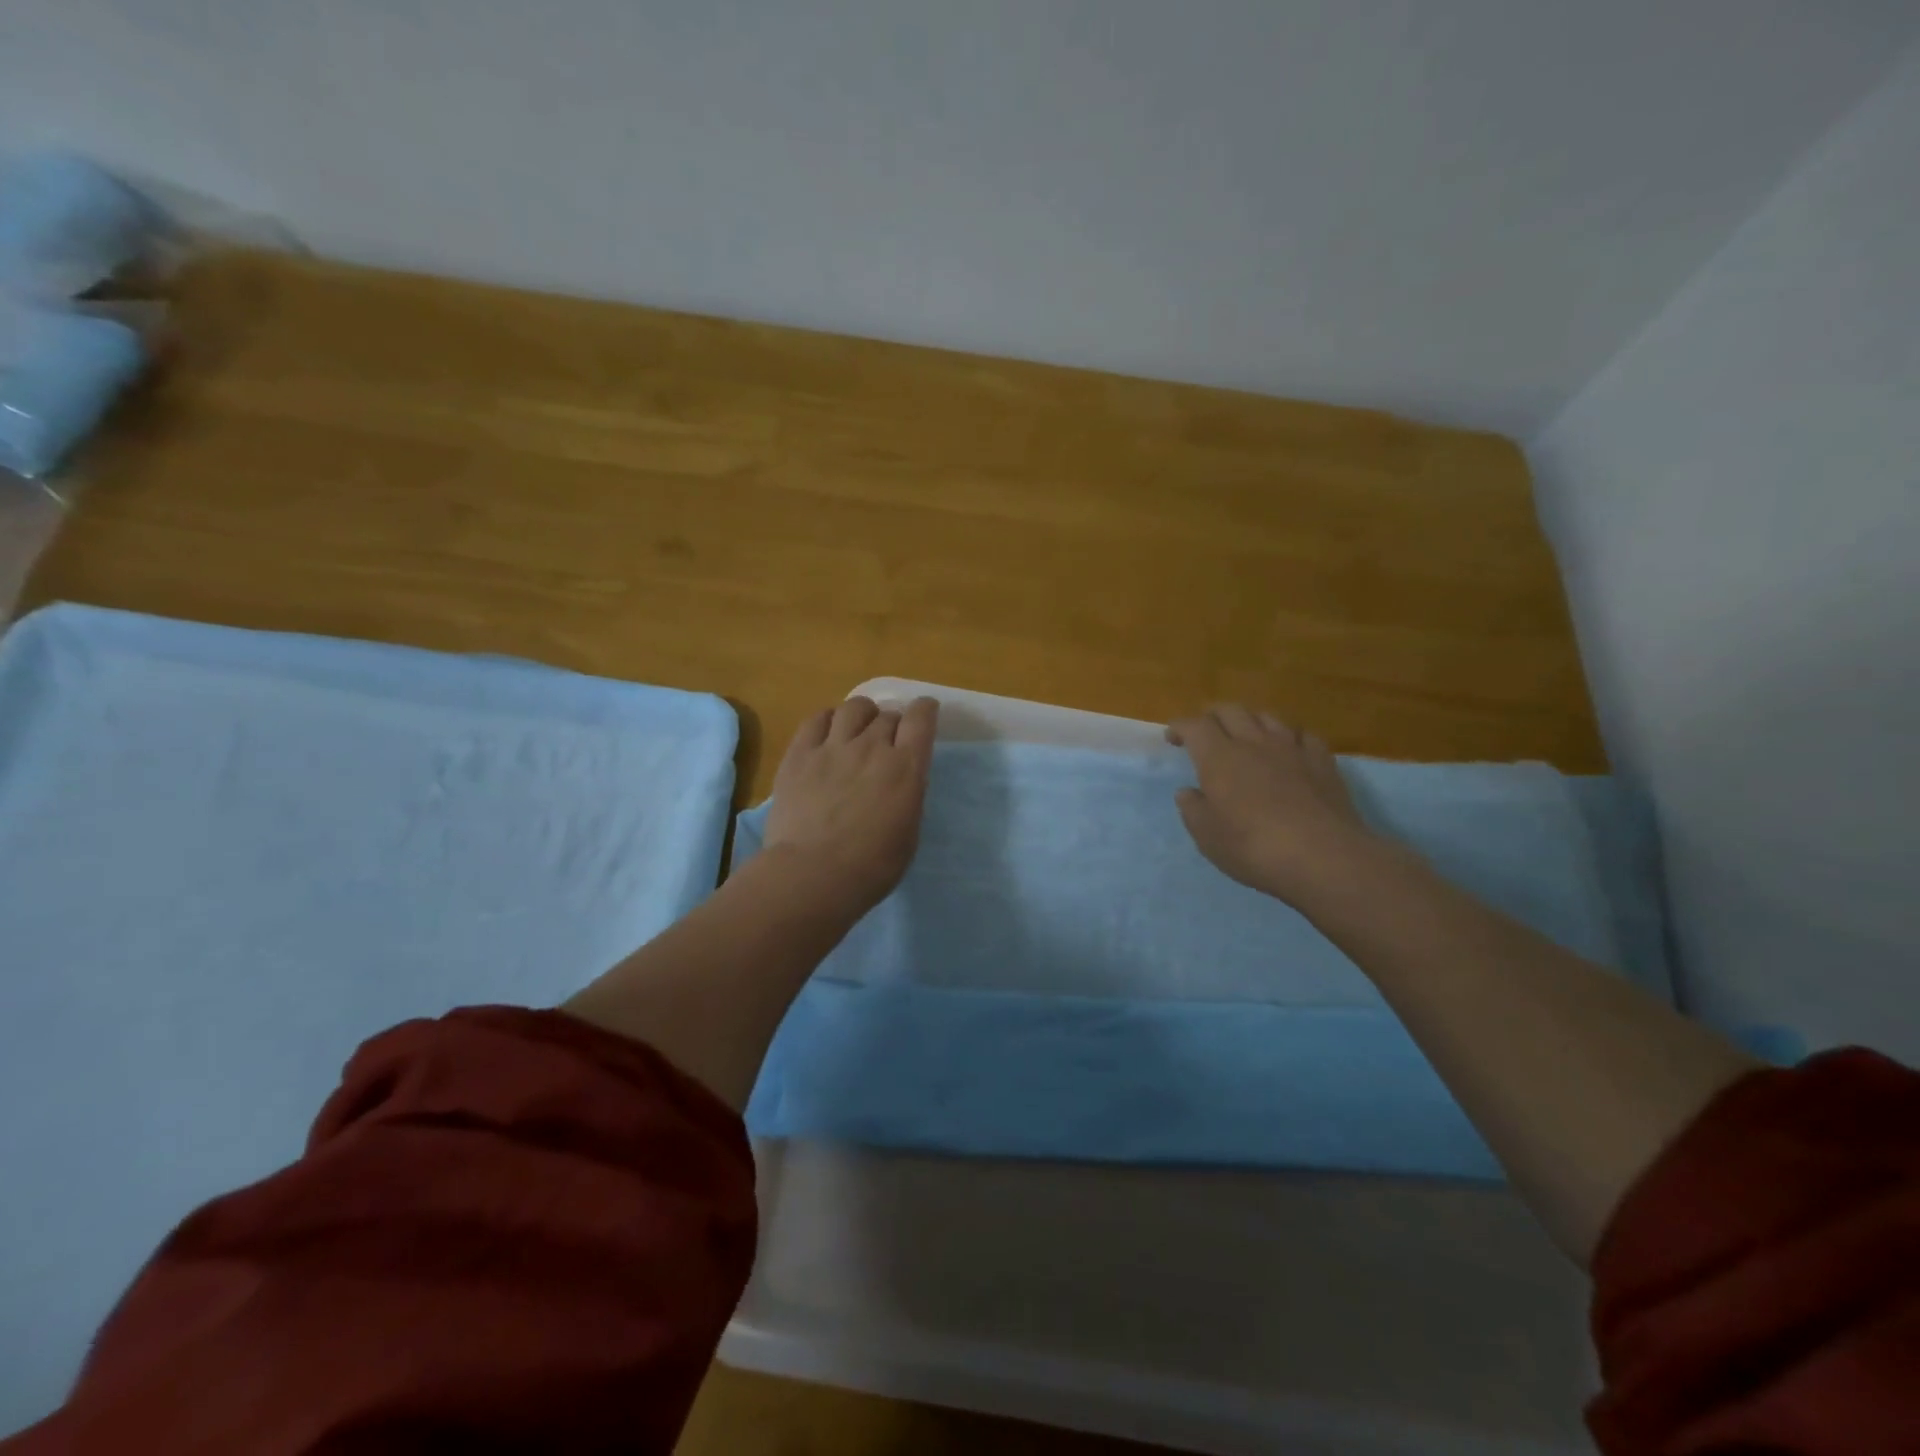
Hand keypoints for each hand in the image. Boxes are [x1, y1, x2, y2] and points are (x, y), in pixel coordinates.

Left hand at [762, 695, 939, 913]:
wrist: (813, 875)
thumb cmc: (871, 867)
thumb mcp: (909, 832)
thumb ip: (908, 796)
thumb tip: (901, 781)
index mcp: (906, 768)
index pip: (921, 719)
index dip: (924, 710)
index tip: (925, 712)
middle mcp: (872, 747)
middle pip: (887, 715)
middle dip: (892, 723)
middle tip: (887, 740)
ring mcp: (833, 747)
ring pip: (853, 708)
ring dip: (862, 714)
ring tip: (858, 728)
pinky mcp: (799, 754)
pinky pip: (816, 719)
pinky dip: (828, 719)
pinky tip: (828, 731)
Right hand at [1167, 705, 1386, 906]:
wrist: (1323, 857)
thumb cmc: (1253, 847)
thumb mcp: (1207, 837)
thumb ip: (1193, 810)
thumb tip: (1188, 792)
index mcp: (1218, 757)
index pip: (1194, 726)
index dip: (1180, 727)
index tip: (1172, 738)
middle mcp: (1253, 742)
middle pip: (1230, 710)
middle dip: (1212, 715)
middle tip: (1205, 732)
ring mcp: (1292, 748)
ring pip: (1267, 716)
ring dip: (1250, 721)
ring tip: (1246, 736)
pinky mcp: (1322, 761)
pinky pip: (1303, 735)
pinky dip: (1289, 737)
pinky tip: (1289, 750)